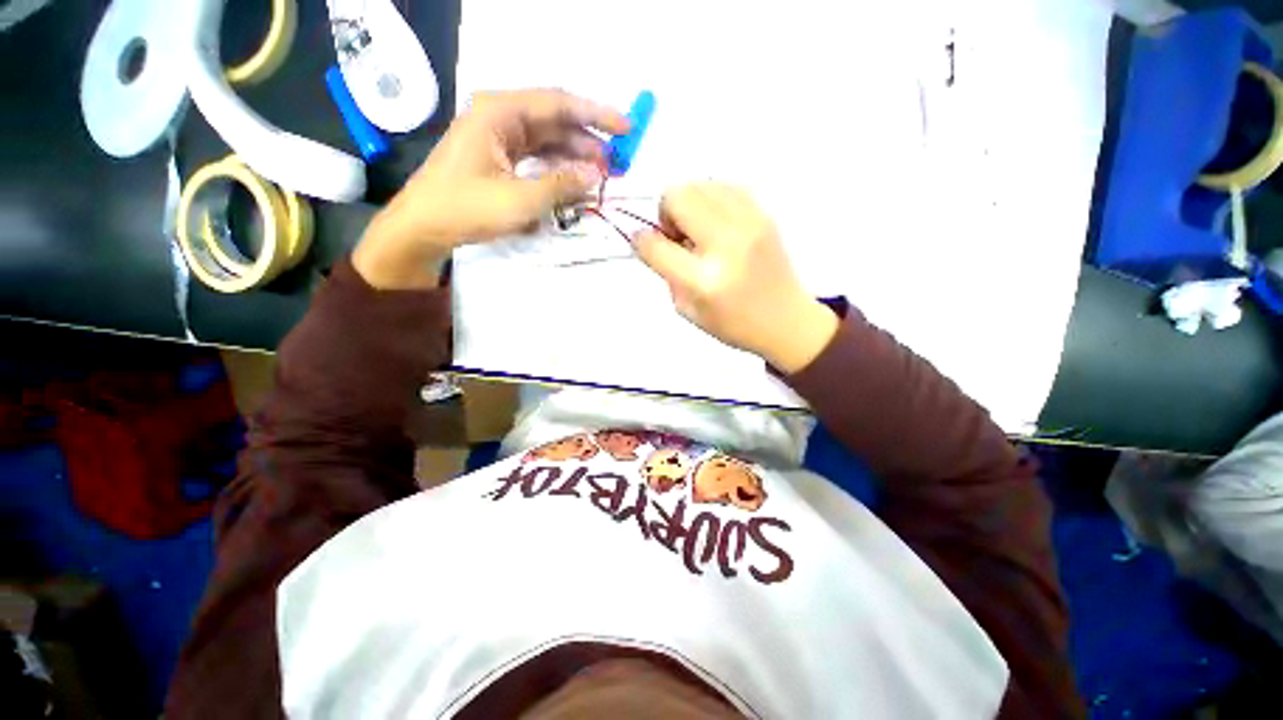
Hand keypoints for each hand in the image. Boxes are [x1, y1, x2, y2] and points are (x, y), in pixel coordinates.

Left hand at [353, 89, 629, 288]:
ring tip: (601, 175)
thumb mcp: (520, 199)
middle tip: (616, 163)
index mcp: (500, 112)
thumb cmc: (466, 208)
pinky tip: (574, 182)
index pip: (559, 103)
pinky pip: (535, 158)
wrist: (423, 228)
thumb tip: (596, 176)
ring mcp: (497, 138)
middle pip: (555, 121)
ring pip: (547, 141)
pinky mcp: (497, 159)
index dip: (596, 115)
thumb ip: (561, 185)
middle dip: (587, 140)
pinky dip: (556, 169)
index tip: (626, 128)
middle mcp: (500, 117)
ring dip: (574, 156)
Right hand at [633, 183, 838, 373]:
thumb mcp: (689, 311)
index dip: (640, 240)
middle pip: (676, 197)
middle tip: (677, 237)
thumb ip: (667, 273)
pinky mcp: (764, 214)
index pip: (655, 245)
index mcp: (703, 280)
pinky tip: (717, 223)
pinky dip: (711, 199)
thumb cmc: (733, 325)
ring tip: (698, 230)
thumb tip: (654, 240)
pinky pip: (725, 186)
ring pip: (699, 184)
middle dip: (665, 214)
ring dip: (689, 204)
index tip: (642, 243)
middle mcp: (725, 244)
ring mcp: (749, 224)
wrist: (787, 320)